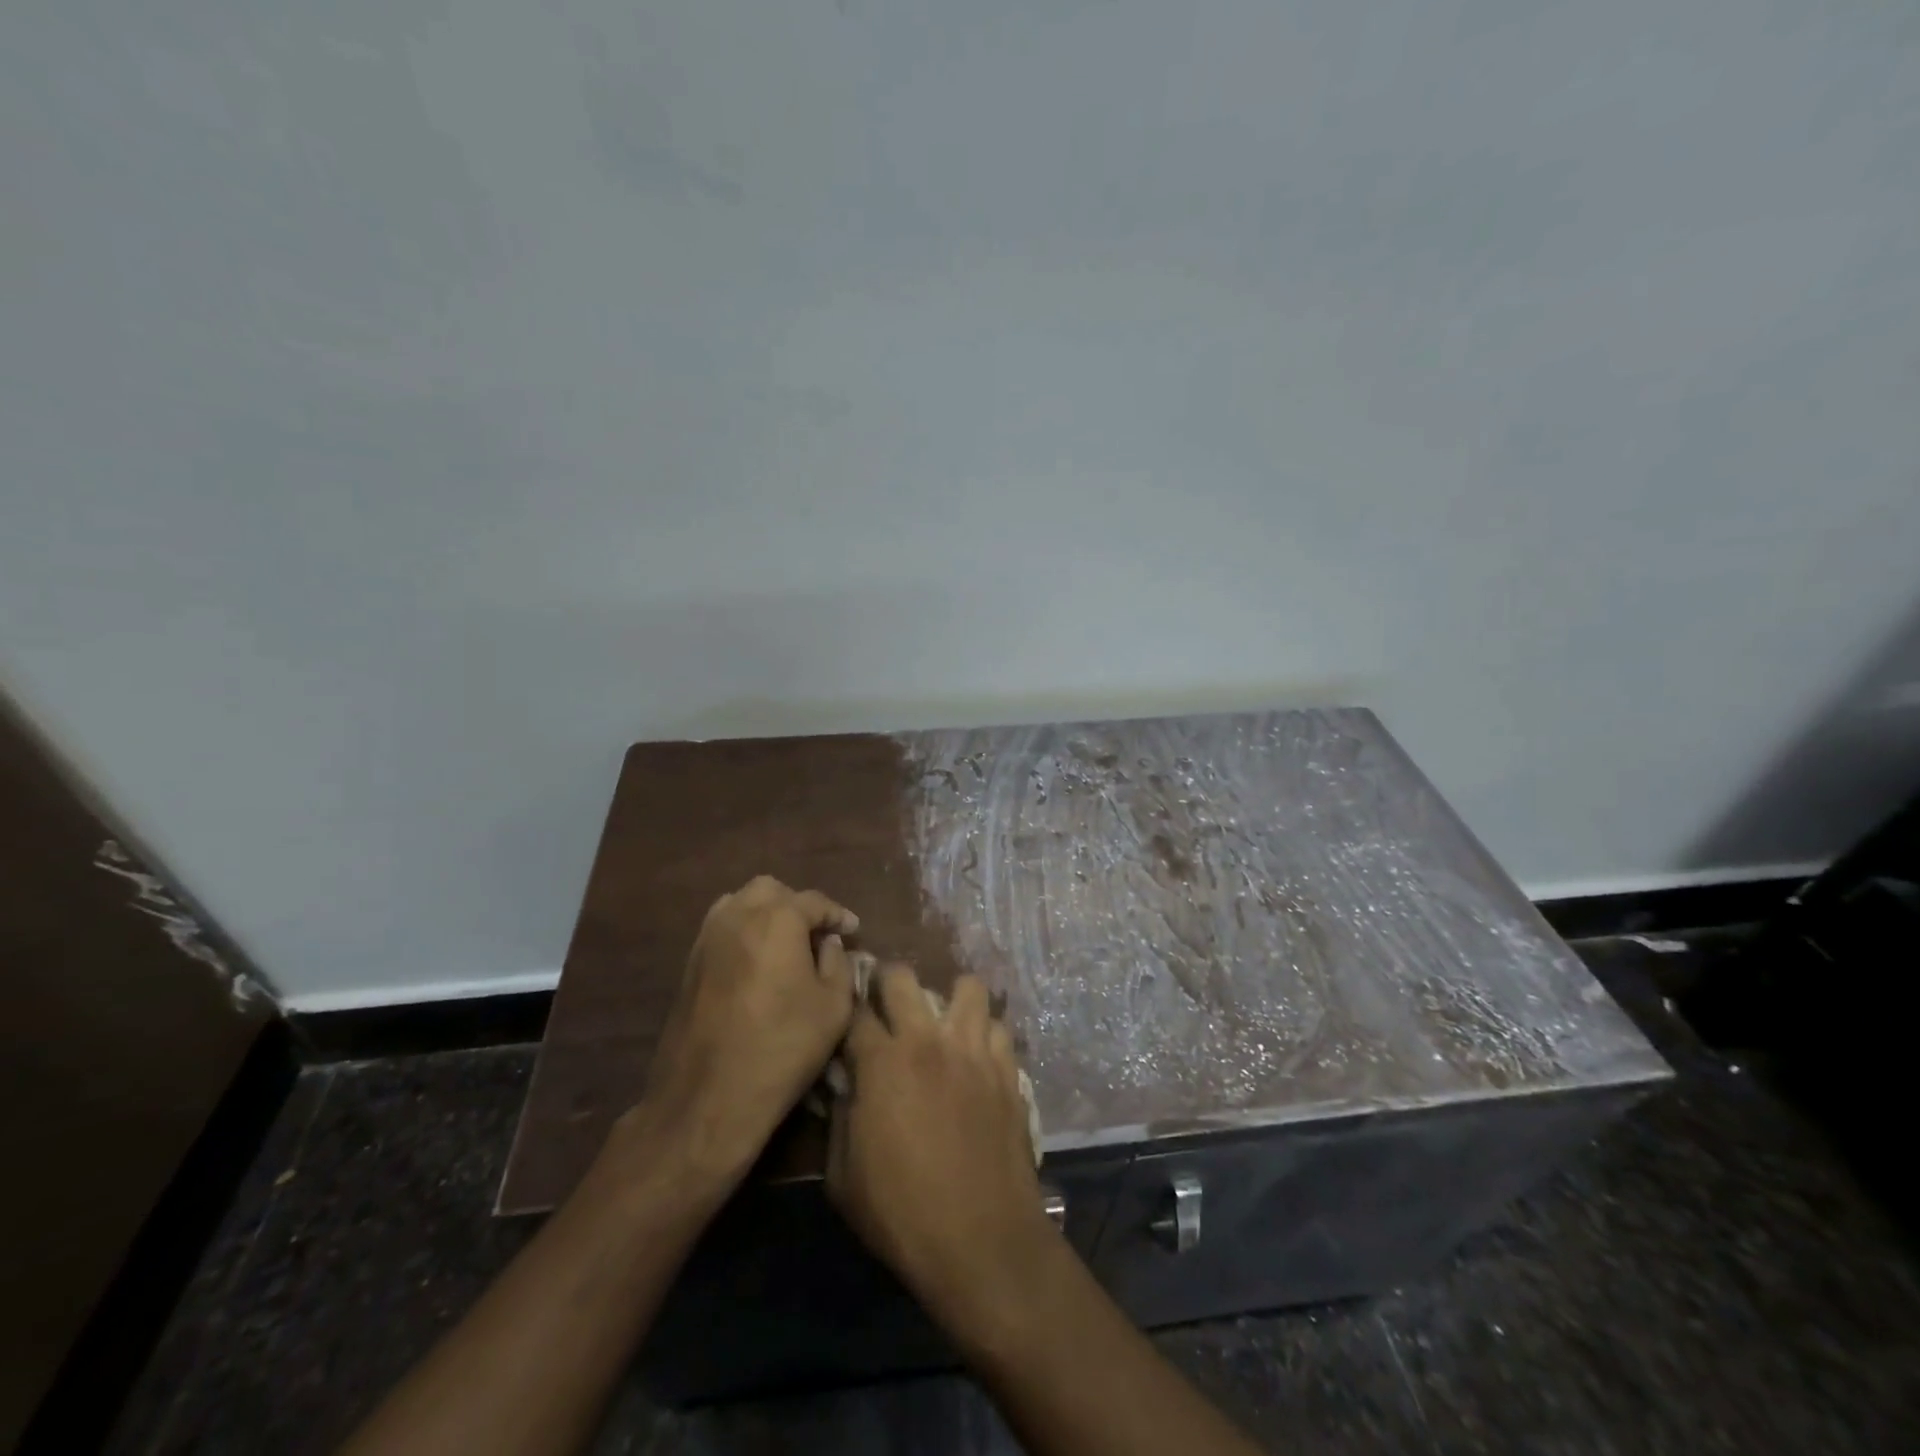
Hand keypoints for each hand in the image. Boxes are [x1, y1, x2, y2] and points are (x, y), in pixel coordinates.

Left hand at [632, 875, 858, 1182]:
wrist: (707, 1098)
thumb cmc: (782, 1048)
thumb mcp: (834, 1007)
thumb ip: (838, 963)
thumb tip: (828, 944)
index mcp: (777, 919)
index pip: (815, 901)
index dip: (838, 914)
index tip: (853, 930)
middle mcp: (738, 916)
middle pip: (773, 891)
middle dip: (799, 906)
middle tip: (818, 935)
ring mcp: (707, 938)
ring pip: (741, 903)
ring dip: (767, 914)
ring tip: (786, 944)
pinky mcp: (689, 963)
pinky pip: (722, 928)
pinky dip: (744, 931)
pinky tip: (758, 962)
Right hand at [826, 966, 1055, 1344]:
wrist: (981, 1240)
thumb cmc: (902, 1214)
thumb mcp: (842, 1179)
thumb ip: (840, 1120)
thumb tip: (845, 1088)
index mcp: (882, 1063)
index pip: (856, 1011)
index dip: (846, 1008)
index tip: (846, 1016)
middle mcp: (927, 1041)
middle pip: (903, 978)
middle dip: (888, 982)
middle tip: (887, 1004)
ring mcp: (973, 1051)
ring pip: (966, 987)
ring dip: (950, 999)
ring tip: (943, 1023)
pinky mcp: (1007, 1069)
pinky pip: (997, 1026)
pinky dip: (984, 1033)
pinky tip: (977, 1055)